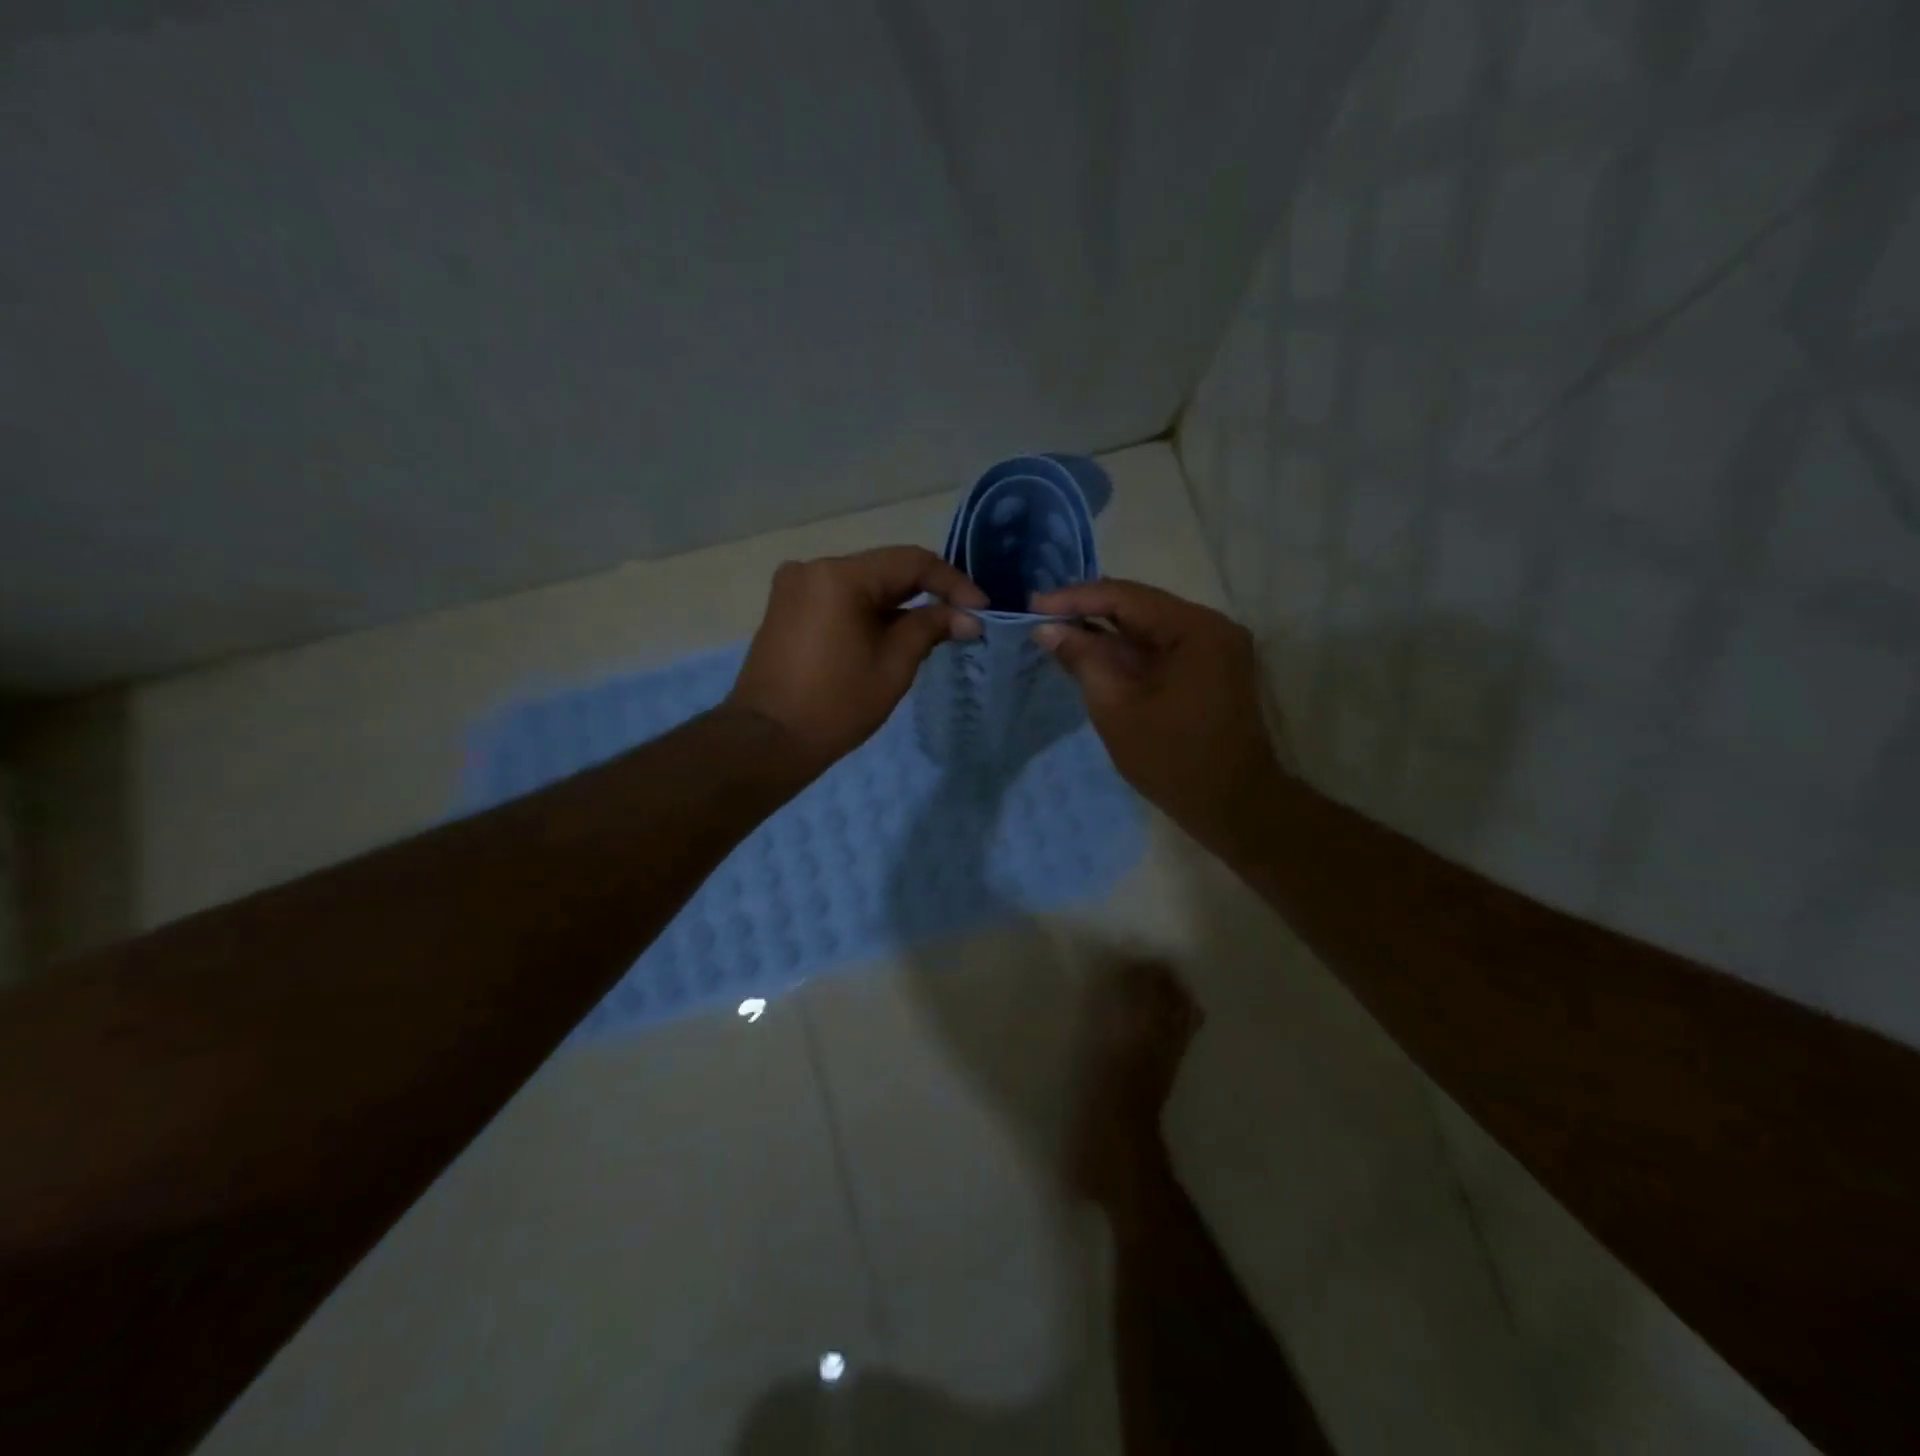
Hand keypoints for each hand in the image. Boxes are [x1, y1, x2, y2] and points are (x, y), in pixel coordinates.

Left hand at [728, 546, 986, 777]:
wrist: (767, 740)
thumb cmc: (835, 705)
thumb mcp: (893, 666)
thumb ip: (930, 629)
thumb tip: (968, 617)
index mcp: (840, 576)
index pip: (911, 563)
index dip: (952, 583)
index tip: (981, 609)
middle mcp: (813, 568)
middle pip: (884, 570)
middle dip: (926, 594)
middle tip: (961, 621)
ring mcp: (794, 587)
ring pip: (862, 585)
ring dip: (898, 605)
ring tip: (931, 634)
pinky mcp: (786, 608)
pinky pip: (839, 599)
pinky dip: (868, 613)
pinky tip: (890, 637)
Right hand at [1031, 580, 1285, 852]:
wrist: (1233, 806)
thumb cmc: (1172, 759)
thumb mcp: (1116, 708)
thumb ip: (1082, 660)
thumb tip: (1047, 628)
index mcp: (1195, 629)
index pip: (1125, 597)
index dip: (1075, 598)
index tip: (1034, 604)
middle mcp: (1211, 626)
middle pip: (1139, 606)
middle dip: (1088, 612)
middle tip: (1041, 617)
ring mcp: (1214, 647)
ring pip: (1148, 627)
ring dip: (1105, 632)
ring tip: (1058, 634)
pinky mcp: (1210, 668)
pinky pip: (1161, 647)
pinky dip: (1126, 652)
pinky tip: (1092, 655)